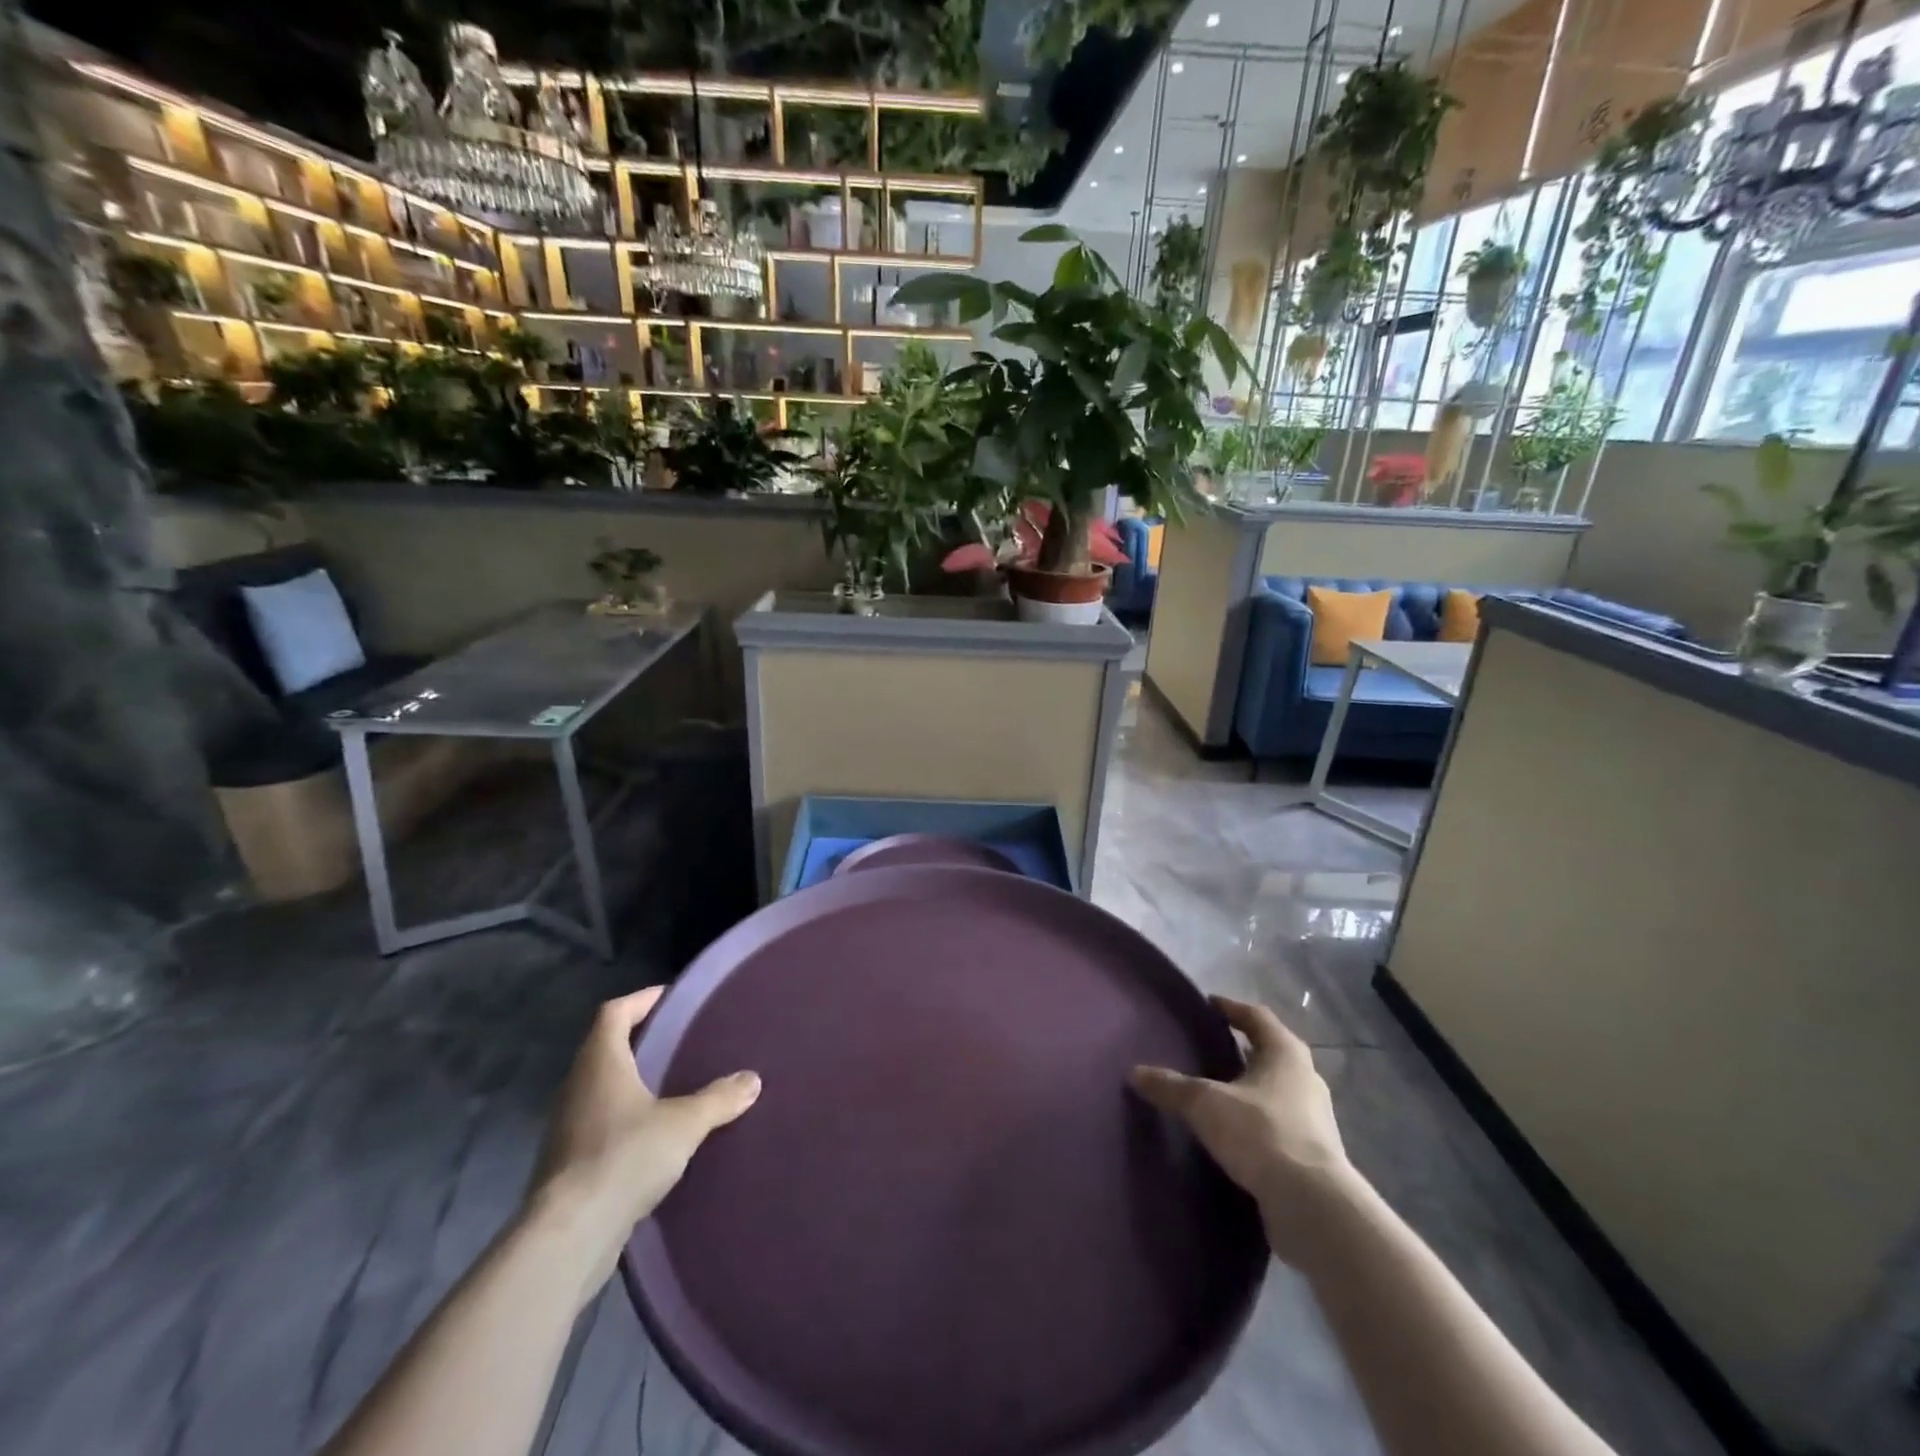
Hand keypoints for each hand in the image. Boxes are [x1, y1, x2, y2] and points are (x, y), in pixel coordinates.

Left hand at [528, 987, 759, 1272]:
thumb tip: (752, 1080)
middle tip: (678, 1041)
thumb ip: (718, 1099)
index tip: (671, 998)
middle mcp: (576, 1086)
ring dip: (630, 1083)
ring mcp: (566, 1127)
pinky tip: (652, 1136)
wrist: (568, 1236)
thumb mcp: (684, 1123)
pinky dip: (623, 1119)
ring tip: (671, 1087)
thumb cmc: (624, 1157)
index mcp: (600, 1062)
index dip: (641, 1000)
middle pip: (605, 1048)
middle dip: (639, 1041)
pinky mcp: (565, 1164)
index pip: (614, 1012)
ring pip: (600, 1089)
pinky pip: (598, 1124)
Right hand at [1132, 995, 1355, 1263]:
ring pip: (1276, 1090)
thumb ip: (1170, 1086)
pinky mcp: (1313, 1154)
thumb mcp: (1205, 1104)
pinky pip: (1279, 1123)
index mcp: (1285, 1052)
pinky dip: (1256, 1121)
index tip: (1209, 1005)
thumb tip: (1135, 1072)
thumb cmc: (1260, 1133)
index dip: (1231, 1008)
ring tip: (1216, 1092)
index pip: (1256, 1016)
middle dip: (1241, 1049)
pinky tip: (1233, 1133)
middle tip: (1208, 1047)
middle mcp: (1306, 1078)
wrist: (1312, 1205)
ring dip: (1250, 1088)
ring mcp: (1315, 1118)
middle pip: (1270, 1052)